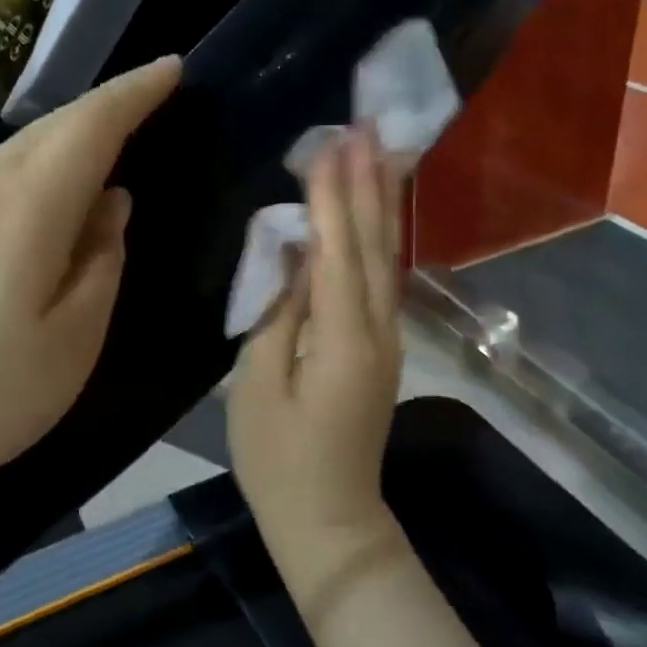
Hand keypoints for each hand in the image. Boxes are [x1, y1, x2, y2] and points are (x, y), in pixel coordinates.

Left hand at [0, 57, 178, 523]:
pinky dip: (30, 171)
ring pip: (14, 151)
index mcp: (25, 210)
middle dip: (104, 108)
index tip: (173, 68)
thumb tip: (111, 205)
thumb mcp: (72, 343)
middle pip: (49, 128)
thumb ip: (102, 264)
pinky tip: (40, 201)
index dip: (135, 92)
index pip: (90, 125)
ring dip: (65, 139)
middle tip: (148, 105)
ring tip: (103, 149)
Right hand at [228, 124, 405, 578]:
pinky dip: (378, 242)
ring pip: (388, 261)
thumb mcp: (258, 389)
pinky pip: (383, 284)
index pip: (339, 252)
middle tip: (369, 126)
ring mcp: (387, 343)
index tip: (330, 142)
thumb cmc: (279, 462)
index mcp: (343, 341)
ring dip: (382, 206)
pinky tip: (374, 219)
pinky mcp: (382, 353)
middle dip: (370, 184)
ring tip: (381, 155)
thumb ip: (277, 317)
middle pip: (376, 247)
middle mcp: (378, 332)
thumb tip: (295, 258)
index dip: (334, 196)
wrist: (329, 521)